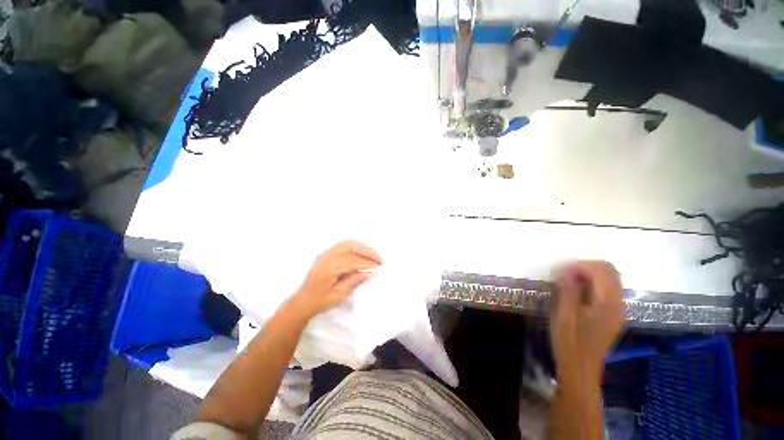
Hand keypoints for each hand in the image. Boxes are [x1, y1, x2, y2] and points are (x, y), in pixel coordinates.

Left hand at [290, 240, 382, 318]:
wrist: (302, 301)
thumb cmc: (320, 301)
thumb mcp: (339, 295)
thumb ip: (354, 281)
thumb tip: (371, 272)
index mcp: (330, 268)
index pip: (354, 261)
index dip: (368, 263)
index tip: (379, 267)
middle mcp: (327, 256)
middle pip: (352, 246)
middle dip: (367, 251)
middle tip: (379, 259)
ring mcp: (326, 253)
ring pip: (348, 243)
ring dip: (362, 247)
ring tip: (373, 255)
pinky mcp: (326, 253)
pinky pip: (343, 245)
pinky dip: (355, 246)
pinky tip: (362, 253)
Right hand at [550, 261, 623, 381]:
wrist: (580, 369)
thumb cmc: (569, 344)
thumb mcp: (563, 317)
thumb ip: (567, 291)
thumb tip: (564, 270)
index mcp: (607, 304)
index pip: (602, 270)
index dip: (579, 265)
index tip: (558, 271)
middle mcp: (618, 303)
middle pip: (609, 270)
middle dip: (585, 266)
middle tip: (563, 273)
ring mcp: (617, 309)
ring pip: (609, 278)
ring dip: (588, 273)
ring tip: (566, 280)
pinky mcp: (612, 313)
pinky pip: (606, 288)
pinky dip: (591, 282)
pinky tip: (575, 290)